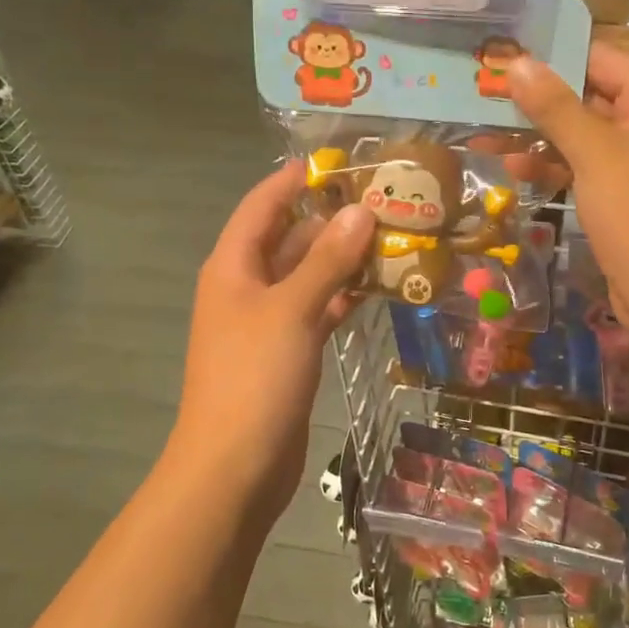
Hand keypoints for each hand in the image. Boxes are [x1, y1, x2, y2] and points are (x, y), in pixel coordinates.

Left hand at [165, 164, 372, 527]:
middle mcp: (249, 286)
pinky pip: (319, 309)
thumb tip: (360, 211)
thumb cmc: (255, 377)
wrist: (235, 466)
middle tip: (386, 202)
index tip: (339, 161)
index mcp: (234, 266)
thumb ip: (327, 260)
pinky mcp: (290, 351)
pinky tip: (380, 287)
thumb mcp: (292, 310)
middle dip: (332, 220)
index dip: (294, 179)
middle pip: (290, 238)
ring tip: (394, 237)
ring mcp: (269, 321)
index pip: (263, 205)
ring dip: (344, 259)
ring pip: (309, 275)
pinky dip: (345, 297)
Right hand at [508, 44, 628, 349]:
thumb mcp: (596, 154)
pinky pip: (585, 166)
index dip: (550, 54)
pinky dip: (553, 164)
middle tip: (480, 90)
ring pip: (581, 133)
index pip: (599, 57)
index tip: (499, 53)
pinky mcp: (625, 194)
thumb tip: (517, 63)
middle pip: (587, 94)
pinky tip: (512, 166)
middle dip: (536, 96)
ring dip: (537, 134)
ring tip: (483, 129)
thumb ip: (555, 107)